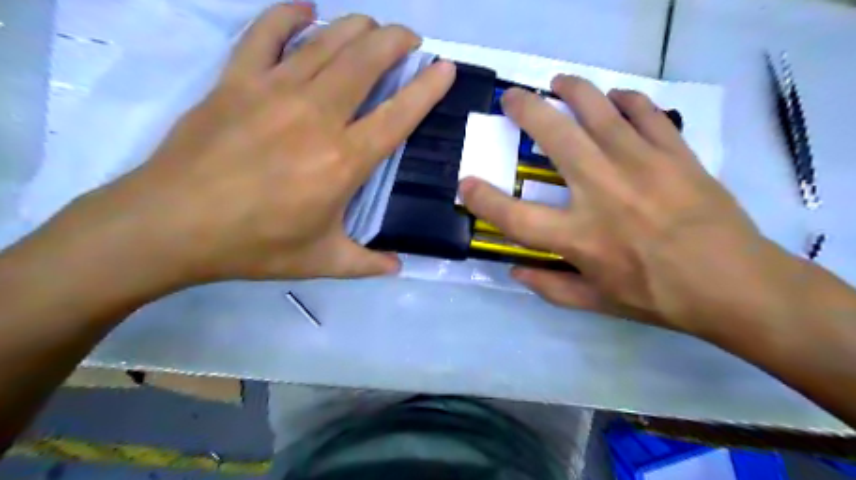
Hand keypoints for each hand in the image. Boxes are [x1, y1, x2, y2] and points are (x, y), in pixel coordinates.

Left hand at [75, 5, 454, 283]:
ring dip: (357, 26)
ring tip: (373, 26)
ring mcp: (273, 91)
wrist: (172, 225)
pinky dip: (287, 15)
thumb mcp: (321, 261)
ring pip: (326, 42)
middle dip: (396, 41)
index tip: (445, 68)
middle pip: (366, 61)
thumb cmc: (255, 245)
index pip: (398, 114)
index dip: (427, 88)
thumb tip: (397, 268)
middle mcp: (317, 116)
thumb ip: (366, 264)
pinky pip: (265, 33)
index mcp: (344, 161)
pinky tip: (304, 9)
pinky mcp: (235, 81)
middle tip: (410, 39)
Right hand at [462, 75, 777, 336]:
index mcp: (579, 236)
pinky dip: (625, 100)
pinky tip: (615, 100)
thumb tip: (514, 271)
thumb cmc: (658, 297)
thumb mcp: (597, 303)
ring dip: (571, 90)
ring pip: (597, 110)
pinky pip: (644, 111)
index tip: (466, 184)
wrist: (734, 283)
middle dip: (525, 110)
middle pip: (553, 137)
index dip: (482, 199)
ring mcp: (640, 164)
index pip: (514, 215)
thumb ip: (550, 288)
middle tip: (512, 98)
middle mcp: (602, 191)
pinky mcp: (674, 152)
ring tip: (558, 83)